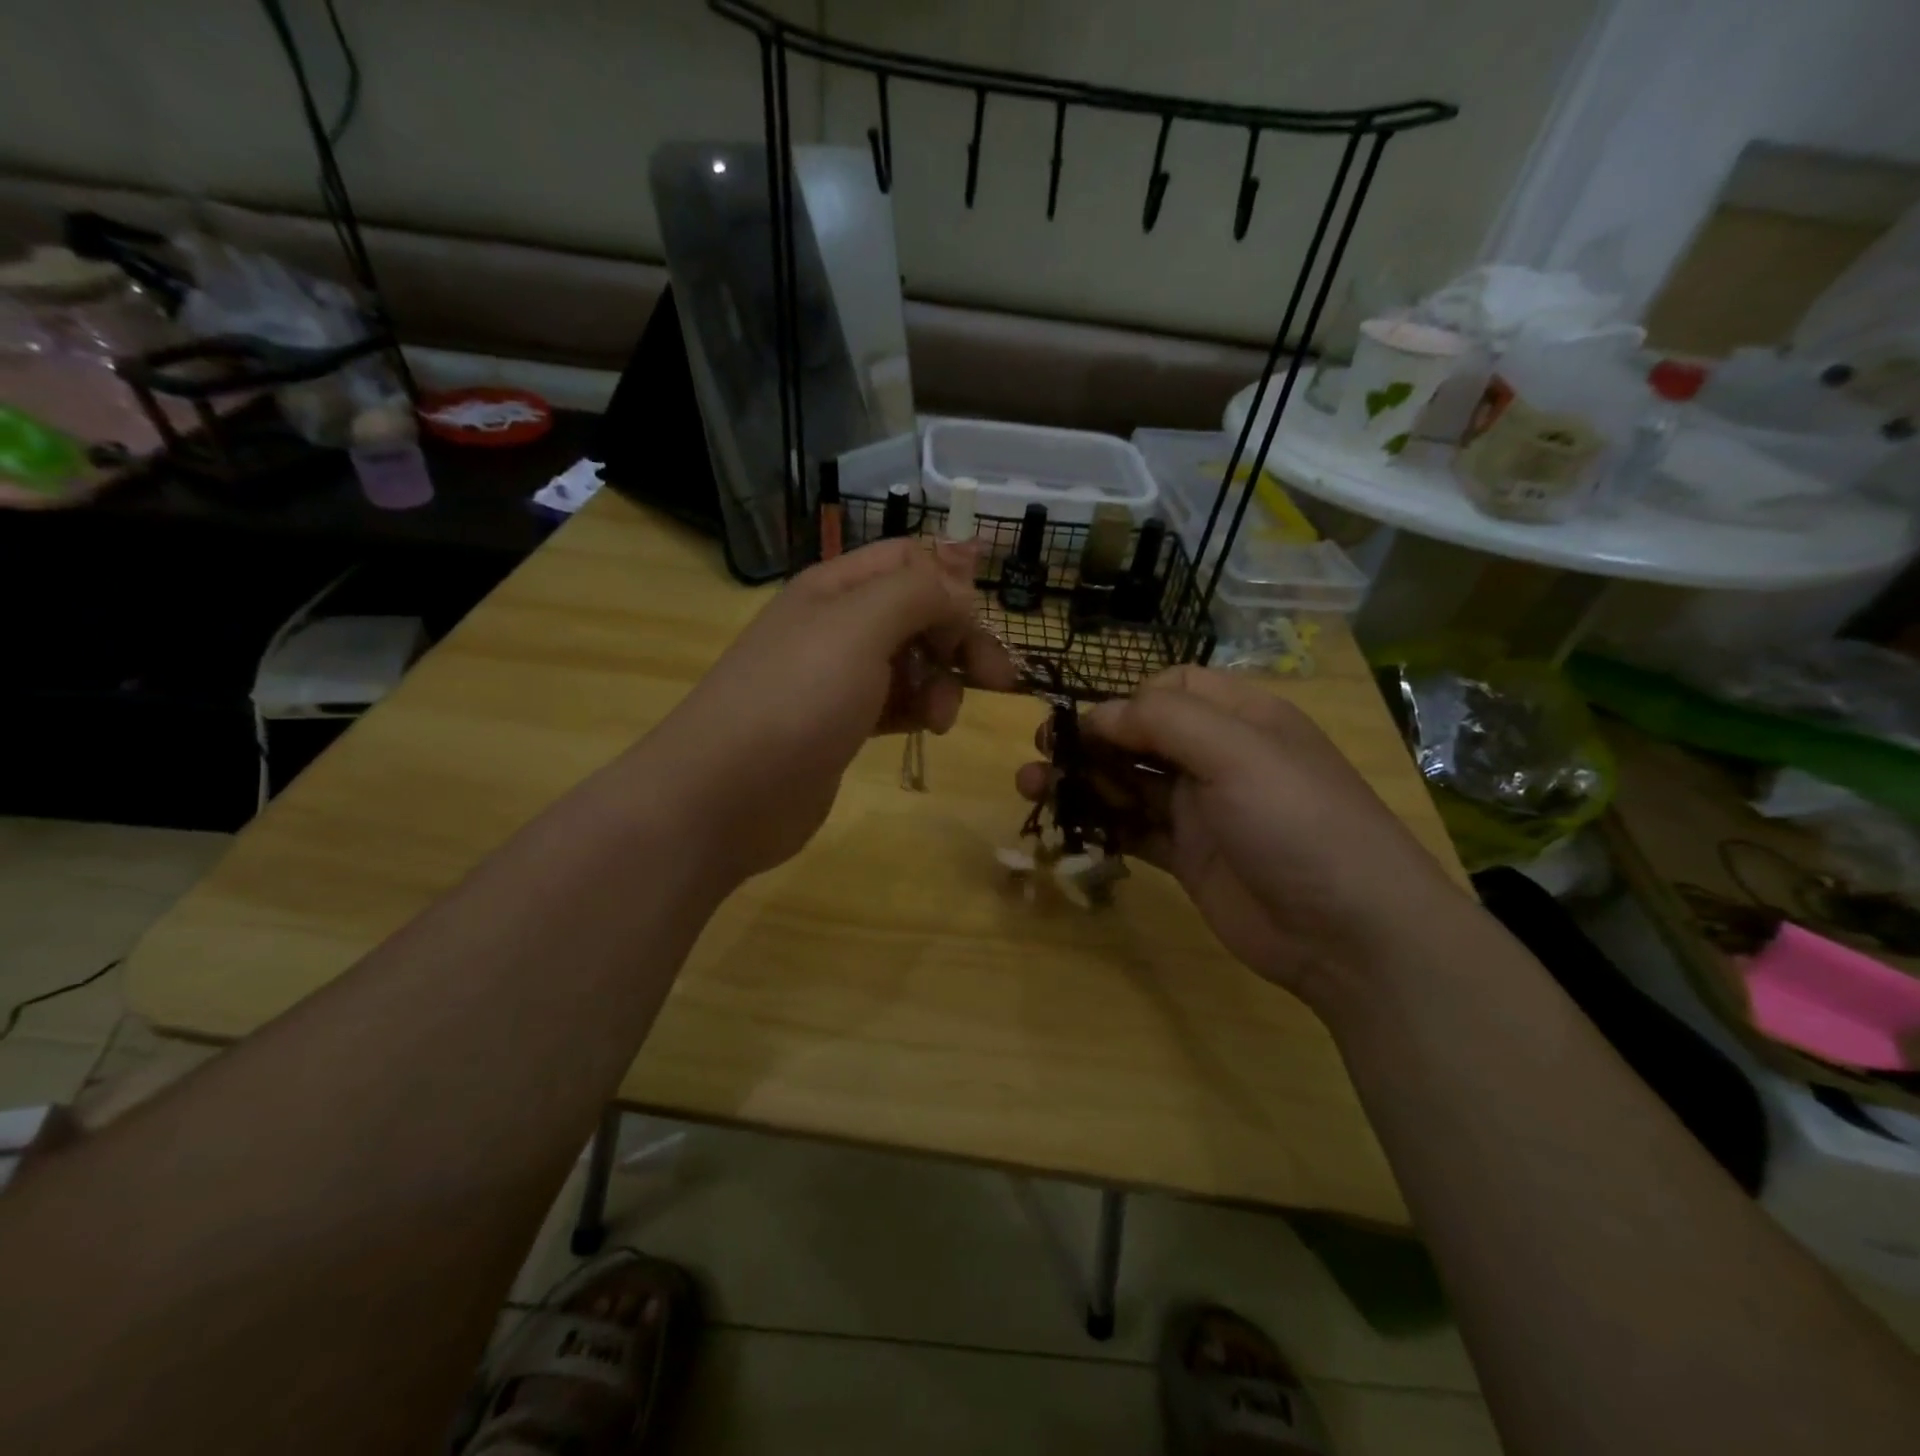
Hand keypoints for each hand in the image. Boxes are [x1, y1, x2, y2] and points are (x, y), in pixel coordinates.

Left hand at [643, 537, 1017, 882]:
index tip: (985, 626)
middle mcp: (837, 624)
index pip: (910, 560)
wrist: (726, 794)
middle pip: (917, 612)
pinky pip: (896, 701)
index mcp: (836, 587)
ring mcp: (836, 678)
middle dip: (959, 639)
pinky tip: (927, 728)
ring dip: (942, 681)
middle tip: (997, 680)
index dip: (954, 584)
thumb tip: (960, 583)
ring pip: (912, 661)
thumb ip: (919, 592)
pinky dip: (918, 708)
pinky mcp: (840, 724)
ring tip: (942, 718)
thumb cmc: (797, 699)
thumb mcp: (862, 627)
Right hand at [1017, 666, 1467, 1011]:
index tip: (1086, 726)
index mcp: (1241, 718)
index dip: (1125, 701)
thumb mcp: (1238, 753)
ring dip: (1083, 782)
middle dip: (1090, 741)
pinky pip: (1133, 830)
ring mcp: (1202, 810)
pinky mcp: (1188, 857)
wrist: (1349, 934)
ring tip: (1032, 789)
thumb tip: (1097, 713)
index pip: (1172, 688)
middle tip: (1041, 754)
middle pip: (1140, 736)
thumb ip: (1163, 722)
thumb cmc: (1297, 822)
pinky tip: (1065, 828)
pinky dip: (1100, 826)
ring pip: (1128, 783)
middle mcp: (1219, 758)